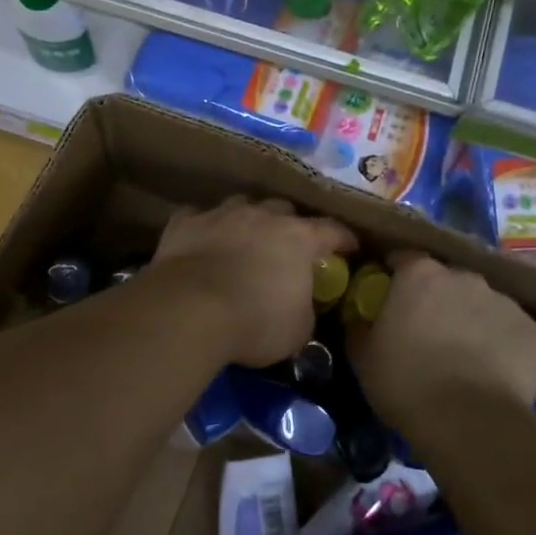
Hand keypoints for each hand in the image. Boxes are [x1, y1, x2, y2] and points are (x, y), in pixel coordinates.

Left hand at [152, 196, 357, 367]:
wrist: (190, 309)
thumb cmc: (255, 322)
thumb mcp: (297, 329)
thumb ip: (304, 308)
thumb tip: (300, 304)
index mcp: (298, 238)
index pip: (331, 230)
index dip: (343, 239)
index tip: (350, 248)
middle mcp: (262, 216)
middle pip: (283, 209)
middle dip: (289, 224)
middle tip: (288, 246)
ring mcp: (221, 214)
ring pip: (242, 205)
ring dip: (247, 220)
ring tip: (244, 238)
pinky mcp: (185, 222)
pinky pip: (198, 217)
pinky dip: (204, 227)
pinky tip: (201, 240)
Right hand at [354, 252, 535, 426]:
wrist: (470, 423)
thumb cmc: (406, 383)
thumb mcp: (363, 357)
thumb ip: (360, 328)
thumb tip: (359, 319)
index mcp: (420, 274)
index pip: (404, 259)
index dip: (396, 276)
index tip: (391, 297)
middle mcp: (464, 277)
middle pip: (448, 280)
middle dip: (439, 299)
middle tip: (429, 331)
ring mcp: (504, 302)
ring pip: (484, 305)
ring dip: (473, 320)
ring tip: (466, 356)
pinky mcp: (534, 332)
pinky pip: (514, 332)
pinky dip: (505, 346)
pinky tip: (496, 373)